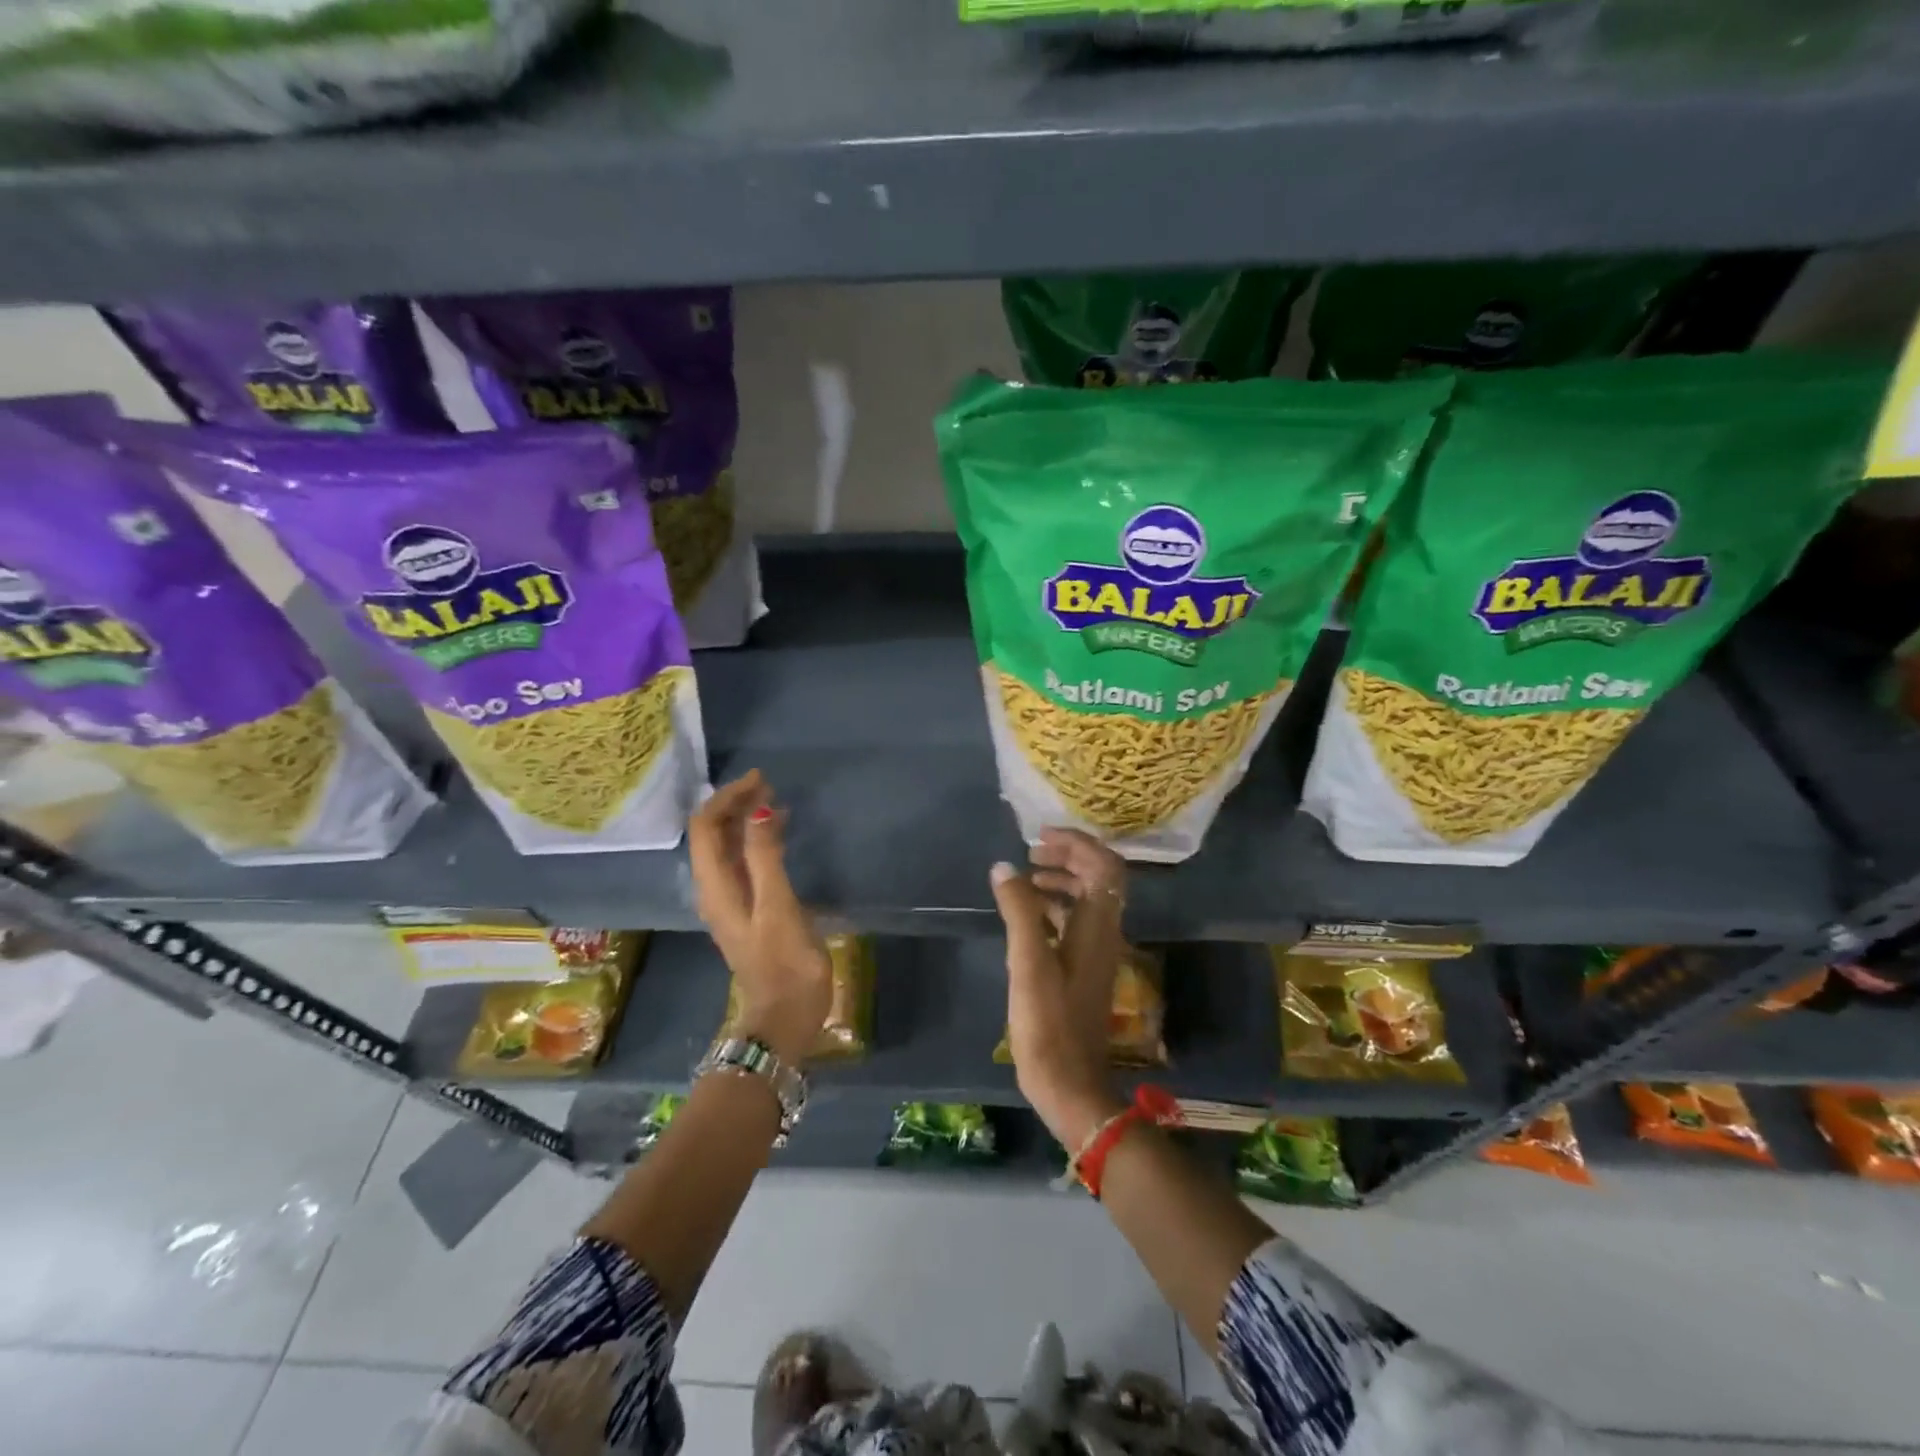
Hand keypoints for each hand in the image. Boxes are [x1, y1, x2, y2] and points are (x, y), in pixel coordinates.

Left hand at [689, 770, 830, 1065]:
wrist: (784, 1018)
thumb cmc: (785, 964)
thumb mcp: (778, 908)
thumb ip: (766, 858)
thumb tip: (758, 810)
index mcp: (716, 887)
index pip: (706, 827)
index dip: (728, 798)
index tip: (761, 781)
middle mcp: (714, 890)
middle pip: (712, 835)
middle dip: (735, 804)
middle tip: (769, 785)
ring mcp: (730, 901)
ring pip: (726, 848)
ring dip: (745, 820)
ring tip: (775, 801)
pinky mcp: (747, 910)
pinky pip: (742, 862)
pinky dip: (756, 840)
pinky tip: (778, 835)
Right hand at [990, 828, 1129, 1149]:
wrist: (1070, 1084)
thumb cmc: (1049, 1023)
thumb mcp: (1028, 963)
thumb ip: (1019, 911)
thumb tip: (1005, 866)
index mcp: (1097, 927)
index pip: (1104, 866)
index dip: (1077, 843)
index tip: (1040, 837)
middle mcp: (1103, 934)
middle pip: (1098, 878)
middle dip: (1068, 857)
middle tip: (1031, 852)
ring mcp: (1095, 954)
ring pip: (1086, 901)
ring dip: (1060, 881)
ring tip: (1025, 878)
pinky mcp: (1082, 971)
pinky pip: (1074, 923)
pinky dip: (1053, 908)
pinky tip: (1026, 917)